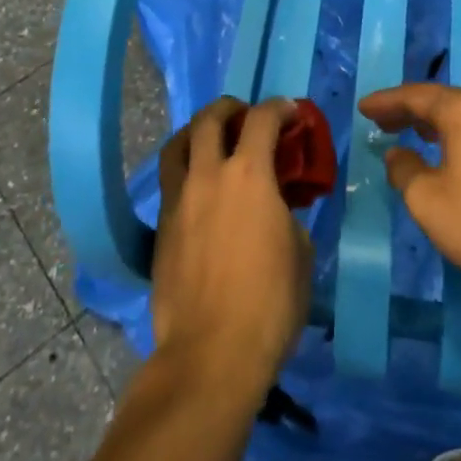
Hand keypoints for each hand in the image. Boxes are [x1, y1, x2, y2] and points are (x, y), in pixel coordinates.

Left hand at [150, 97, 312, 409]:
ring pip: (176, 145)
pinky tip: (200, 190)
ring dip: (196, 132)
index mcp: (249, 176)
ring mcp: (177, 201)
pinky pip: (169, 182)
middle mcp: (207, 176)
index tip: (289, 111)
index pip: (262, 119)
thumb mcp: (300, 253)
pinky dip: (185, 170)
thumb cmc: (270, 303)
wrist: (211, 352)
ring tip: (211, 141)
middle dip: (230, 108)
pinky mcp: (160, 228)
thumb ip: (288, 215)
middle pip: (209, 119)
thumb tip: (277, 207)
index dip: (279, 108)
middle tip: (245, 116)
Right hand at [358, 83, 460, 297]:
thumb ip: (405, 173)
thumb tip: (399, 155)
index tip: (363, 108)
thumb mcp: (432, 204)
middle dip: (410, 111)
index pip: (414, 96)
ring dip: (440, 125)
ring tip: (420, 136)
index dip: (385, 102)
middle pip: (444, 101)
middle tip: (385, 123)